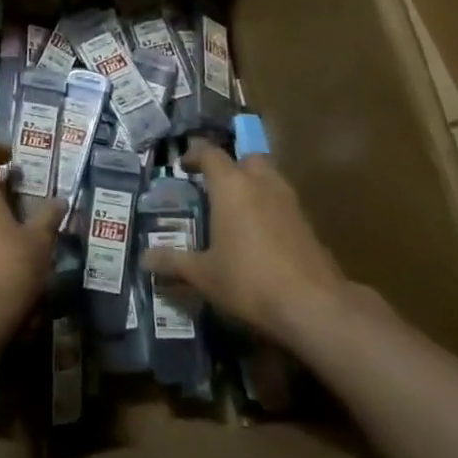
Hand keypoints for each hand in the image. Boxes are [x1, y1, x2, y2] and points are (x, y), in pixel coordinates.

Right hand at [141, 141, 346, 344]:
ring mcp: (289, 202)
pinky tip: (260, 235)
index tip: (184, 165)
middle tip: (215, 185)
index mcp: (232, 186)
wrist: (313, 304)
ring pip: (269, 178)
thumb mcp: (203, 274)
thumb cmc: (248, 280)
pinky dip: (269, 208)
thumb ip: (173, 262)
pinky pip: (282, 202)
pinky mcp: (307, 223)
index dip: (195, 155)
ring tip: (236, 209)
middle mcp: (261, 184)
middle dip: (231, 166)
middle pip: (246, 158)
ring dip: (253, 184)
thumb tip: (144, 258)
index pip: (211, 154)